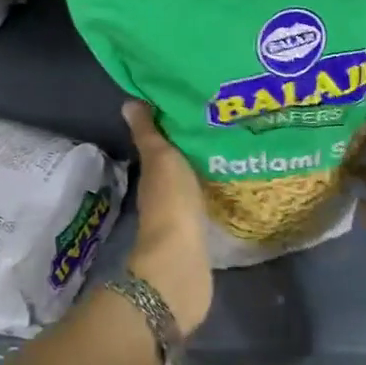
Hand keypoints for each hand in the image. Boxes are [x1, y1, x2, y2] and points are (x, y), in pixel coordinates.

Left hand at [121, 99, 212, 335]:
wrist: (181, 262)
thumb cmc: (171, 203)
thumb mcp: (161, 159)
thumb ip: (149, 134)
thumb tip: (128, 102)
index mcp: (154, 173)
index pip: (162, 143)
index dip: (176, 125)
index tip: (200, 105)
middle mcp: (164, 193)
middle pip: (180, 164)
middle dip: (197, 146)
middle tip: (226, 124)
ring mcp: (182, 216)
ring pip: (195, 183)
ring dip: (208, 170)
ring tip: (237, 149)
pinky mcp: (200, 234)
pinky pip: (209, 204)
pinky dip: (217, 193)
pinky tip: (235, 184)